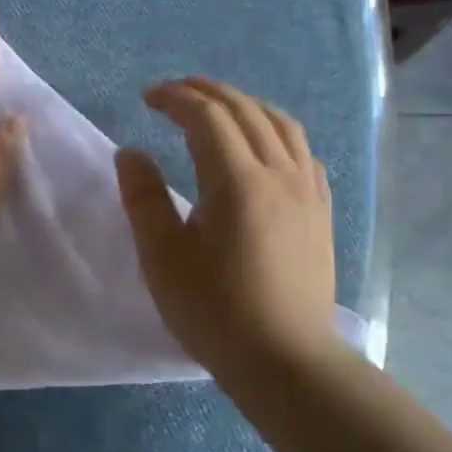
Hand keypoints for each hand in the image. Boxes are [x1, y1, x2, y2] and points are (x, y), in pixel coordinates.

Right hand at [115, 77, 337, 381]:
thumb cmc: (216, 311)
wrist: (286, 361)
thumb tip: (130, 152)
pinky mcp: (320, 211)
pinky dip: (275, 131)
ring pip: (280, 124)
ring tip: (216, 108)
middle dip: (205, 91)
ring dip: (244, 104)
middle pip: (245, 110)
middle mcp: (279, 173)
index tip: (146, 98)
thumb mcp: (163, 258)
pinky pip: (302, 151)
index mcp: (238, 181)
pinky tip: (262, 146)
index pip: (207, 116)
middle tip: (172, 92)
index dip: (175, 97)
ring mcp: (307, 191)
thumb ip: (144, 198)